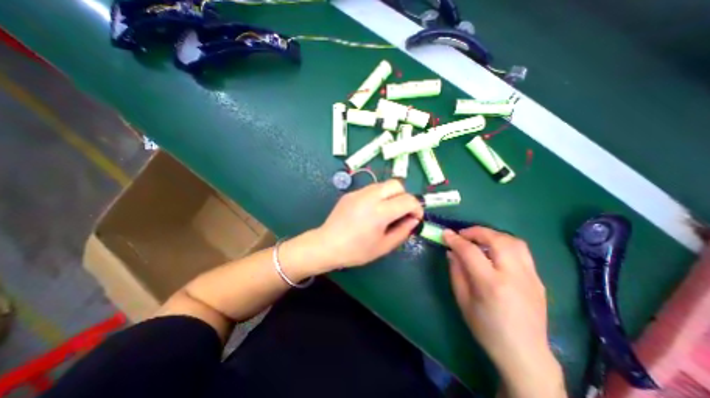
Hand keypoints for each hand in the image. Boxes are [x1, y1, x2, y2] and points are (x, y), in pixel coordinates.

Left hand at [314, 181, 419, 270]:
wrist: (327, 245)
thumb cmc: (356, 250)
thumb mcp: (384, 246)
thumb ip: (403, 231)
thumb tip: (414, 220)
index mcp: (380, 212)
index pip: (408, 200)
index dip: (417, 208)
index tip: (415, 218)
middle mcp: (370, 196)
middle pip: (396, 184)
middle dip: (404, 196)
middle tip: (401, 212)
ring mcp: (358, 192)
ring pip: (383, 184)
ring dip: (391, 195)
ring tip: (386, 211)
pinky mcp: (351, 193)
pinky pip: (371, 189)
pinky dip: (378, 196)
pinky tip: (371, 210)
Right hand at [441, 227, 566, 396]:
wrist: (525, 353)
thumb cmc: (487, 329)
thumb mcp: (463, 301)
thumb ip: (456, 272)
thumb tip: (451, 251)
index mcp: (491, 284)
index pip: (470, 251)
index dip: (455, 240)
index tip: (445, 233)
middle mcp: (514, 276)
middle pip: (497, 239)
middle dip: (476, 231)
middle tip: (463, 234)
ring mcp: (530, 277)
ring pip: (513, 241)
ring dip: (493, 235)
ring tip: (479, 240)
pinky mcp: (538, 279)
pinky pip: (522, 252)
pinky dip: (504, 244)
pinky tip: (495, 253)